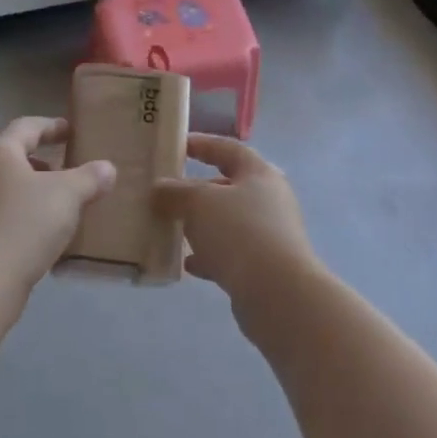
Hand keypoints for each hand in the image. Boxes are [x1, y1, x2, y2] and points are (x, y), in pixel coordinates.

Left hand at [0, 117, 115, 293]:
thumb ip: (89, 178)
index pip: (26, 127)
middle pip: (12, 157)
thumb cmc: (25, 224)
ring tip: (55, 204)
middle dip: (41, 162)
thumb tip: (107, 168)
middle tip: (66, 170)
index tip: (71, 132)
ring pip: (3, 187)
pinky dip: (17, 214)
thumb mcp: (68, 195)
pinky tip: (37, 232)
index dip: (51, 127)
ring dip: (29, 190)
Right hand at [153, 135, 320, 306]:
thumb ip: (175, 192)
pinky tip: (187, 264)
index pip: (228, 148)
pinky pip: (230, 253)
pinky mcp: (265, 266)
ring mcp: (269, 234)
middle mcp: (269, 200)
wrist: (277, 293)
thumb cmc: (239, 232)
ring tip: (171, 228)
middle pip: (228, 187)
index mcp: (259, 174)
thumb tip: (159, 188)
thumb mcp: (199, 203)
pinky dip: (208, 255)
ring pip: (227, 222)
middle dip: (196, 190)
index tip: (176, 145)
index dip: (202, 144)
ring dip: (200, 225)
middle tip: (166, 194)